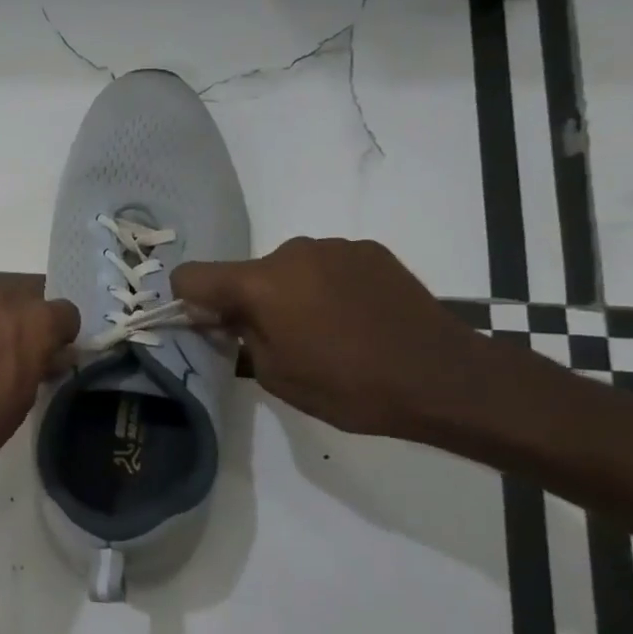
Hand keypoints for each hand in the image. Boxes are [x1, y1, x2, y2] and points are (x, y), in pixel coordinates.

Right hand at [173, 238, 485, 438]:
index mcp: (260, 283)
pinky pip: (326, 266)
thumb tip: (223, 316)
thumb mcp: (274, 375)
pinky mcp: (370, 251)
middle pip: (245, 273)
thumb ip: (239, 336)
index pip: (192, 275)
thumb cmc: (349, 386)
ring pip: (287, 269)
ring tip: (325, 332)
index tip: (208, 327)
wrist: (444, 378)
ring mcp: (334, 247)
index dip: (188, 301)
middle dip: (248, 301)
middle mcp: (291, 252)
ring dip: (289, 293)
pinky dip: (326, 287)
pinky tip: (356, 319)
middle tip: (277, 340)